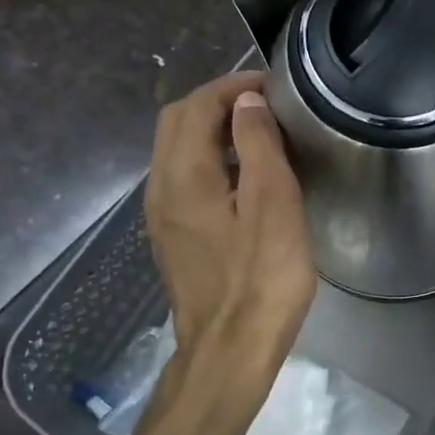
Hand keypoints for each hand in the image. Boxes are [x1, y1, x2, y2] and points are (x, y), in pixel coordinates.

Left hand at [144, 71, 315, 364]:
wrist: (231, 348)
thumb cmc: (261, 277)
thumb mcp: (272, 203)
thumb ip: (257, 145)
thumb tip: (246, 101)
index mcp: (184, 174)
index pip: (196, 106)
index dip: (233, 86)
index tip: (273, 86)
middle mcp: (161, 188)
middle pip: (177, 123)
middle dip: (217, 102)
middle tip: (265, 105)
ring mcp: (163, 216)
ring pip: (178, 151)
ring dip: (213, 131)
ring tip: (260, 135)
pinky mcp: (174, 238)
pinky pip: (185, 179)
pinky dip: (211, 160)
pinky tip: (245, 179)